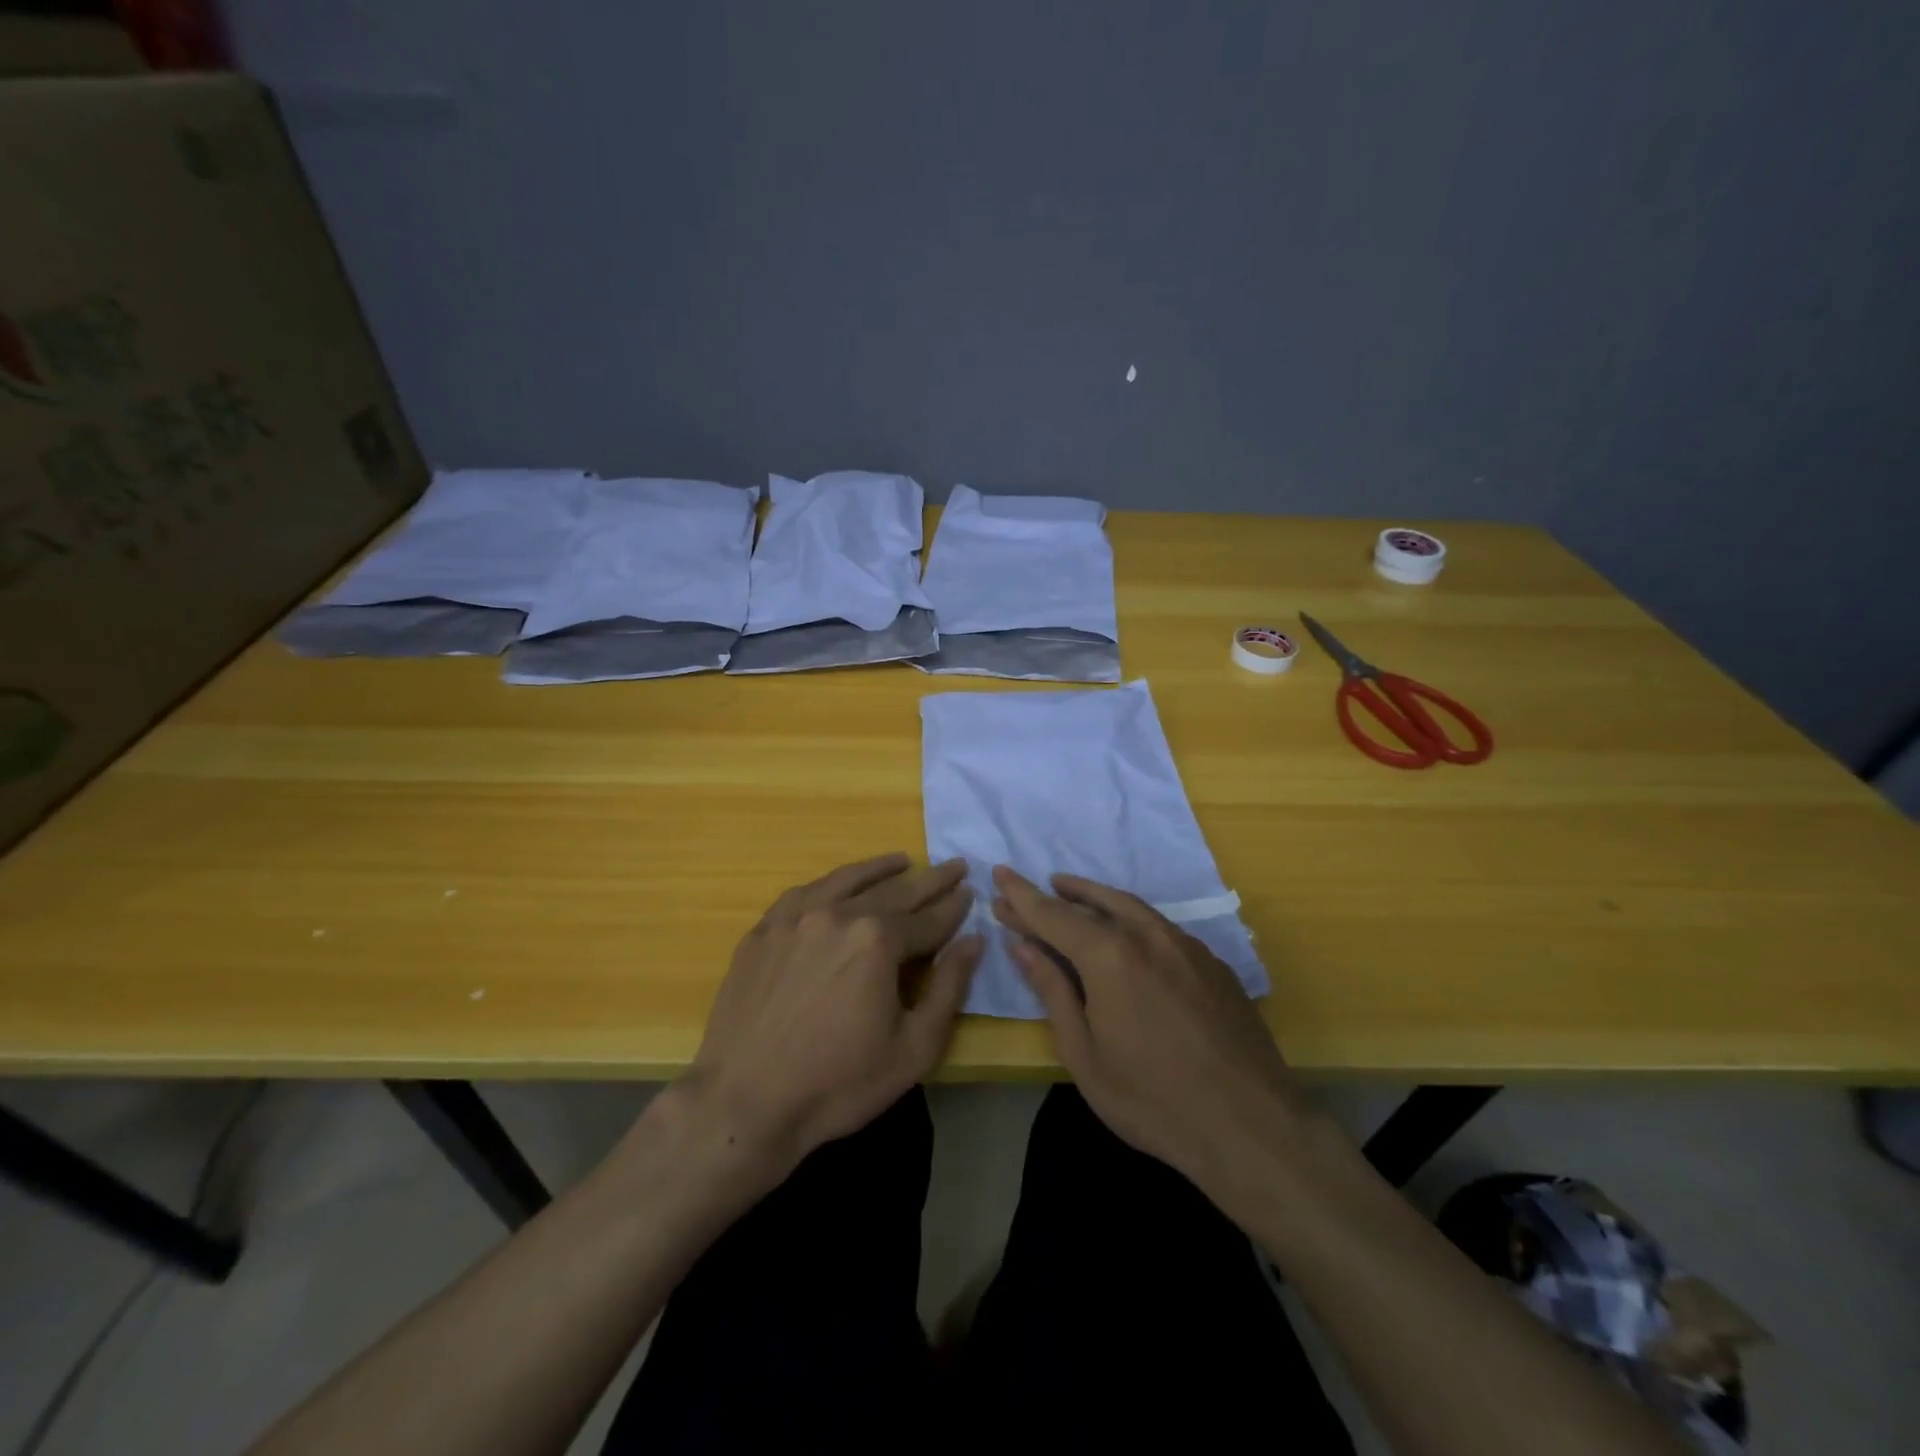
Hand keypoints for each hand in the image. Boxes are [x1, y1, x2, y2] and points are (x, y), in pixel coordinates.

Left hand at [685, 853, 981, 1173]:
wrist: (744, 1103)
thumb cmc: (838, 1083)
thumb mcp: (914, 1048)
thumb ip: (949, 987)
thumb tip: (974, 940)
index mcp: (877, 940)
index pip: (927, 918)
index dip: (953, 908)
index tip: (971, 893)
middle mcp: (838, 915)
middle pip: (894, 892)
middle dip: (929, 881)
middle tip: (953, 866)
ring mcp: (795, 919)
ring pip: (846, 881)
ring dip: (879, 869)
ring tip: (902, 860)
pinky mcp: (763, 932)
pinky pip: (803, 893)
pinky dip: (830, 882)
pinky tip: (839, 884)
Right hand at [991, 866, 1307, 1192]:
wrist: (1250, 1126)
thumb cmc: (1152, 1099)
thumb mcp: (1084, 1053)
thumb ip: (1052, 991)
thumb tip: (1022, 945)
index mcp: (1109, 955)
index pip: (1052, 914)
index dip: (1021, 896)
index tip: (999, 874)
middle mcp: (1148, 935)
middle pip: (1093, 901)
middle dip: (1056, 894)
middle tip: (1029, 891)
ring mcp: (1186, 945)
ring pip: (1131, 907)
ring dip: (1095, 898)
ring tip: (1070, 893)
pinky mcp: (1213, 963)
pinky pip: (1160, 928)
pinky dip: (1130, 920)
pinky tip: (1126, 937)